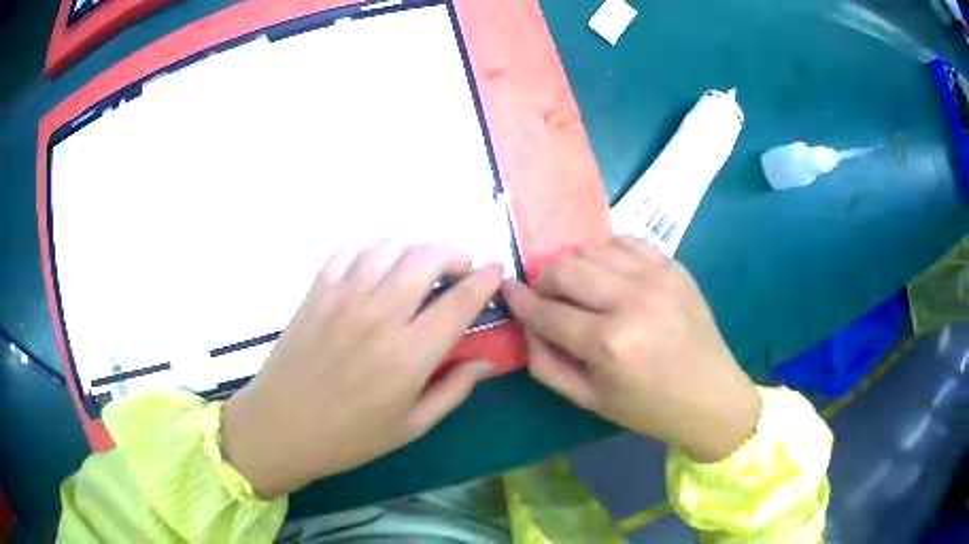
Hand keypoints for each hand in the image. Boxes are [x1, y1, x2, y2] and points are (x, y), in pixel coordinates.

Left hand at [221, 242, 501, 497]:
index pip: (460, 301)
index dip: (486, 280)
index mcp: (409, 356)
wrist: (282, 427)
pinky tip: (378, 264)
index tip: (496, 271)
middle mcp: (379, 315)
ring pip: (391, 245)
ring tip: (419, 267)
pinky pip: (350, 248)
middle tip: (459, 269)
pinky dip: (372, 247)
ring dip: (415, 248)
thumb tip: (486, 360)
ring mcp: (343, 297)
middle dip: (454, 254)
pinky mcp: (316, 290)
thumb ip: (453, 390)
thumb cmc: (349, 437)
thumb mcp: (412, 426)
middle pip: (427, 257)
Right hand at [502, 237, 759, 462]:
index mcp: (609, 343)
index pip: (546, 310)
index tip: (507, 290)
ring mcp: (657, 277)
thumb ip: (546, 364)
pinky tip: (610, 275)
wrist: (710, 395)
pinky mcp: (674, 266)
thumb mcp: (589, 400)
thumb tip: (526, 324)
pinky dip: (607, 254)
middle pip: (566, 268)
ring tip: (581, 289)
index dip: (519, 299)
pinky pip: (626, 241)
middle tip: (547, 296)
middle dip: (544, 280)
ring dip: (575, 266)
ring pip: (593, 248)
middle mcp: (632, 301)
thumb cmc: (648, 407)